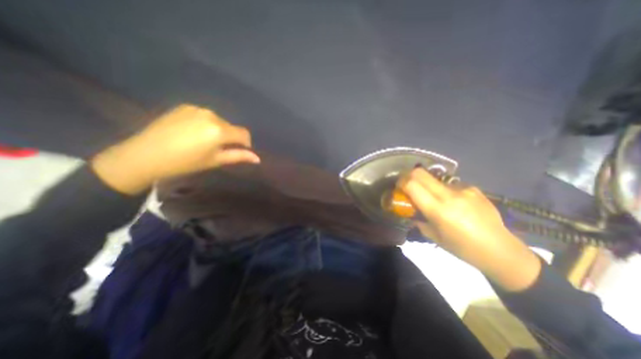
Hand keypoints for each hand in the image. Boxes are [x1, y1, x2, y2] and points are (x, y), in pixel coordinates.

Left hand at [90, 104, 259, 192]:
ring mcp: (197, 109)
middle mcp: (211, 115)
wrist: (145, 154)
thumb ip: (238, 156)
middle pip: (231, 127)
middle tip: (217, 150)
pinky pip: (205, 116)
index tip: (238, 152)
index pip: (244, 134)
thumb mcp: (215, 161)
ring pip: (219, 121)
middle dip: (230, 138)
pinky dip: (205, 124)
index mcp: (220, 130)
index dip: (245, 144)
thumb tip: (257, 158)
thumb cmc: (185, 162)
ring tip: (203, 142)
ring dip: (218, 131)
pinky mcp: (184, 107)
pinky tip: (192, 133)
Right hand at [399, 168, 539, 290]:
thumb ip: (418, 219)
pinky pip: (451, 185)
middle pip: (420, 173)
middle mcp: (449, 195)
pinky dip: (444, 191)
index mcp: (438, 210)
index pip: (412, 185)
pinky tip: (454, 203)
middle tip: (407, 185)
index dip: (401, 182)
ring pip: (435, 178)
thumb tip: (411, 210)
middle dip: (409, 176)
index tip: (398, 187)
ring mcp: (463, 190)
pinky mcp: (474, 189)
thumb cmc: (462, 248)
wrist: (501, 251)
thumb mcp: (433, 236)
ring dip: (427, 185)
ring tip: (434, 198)